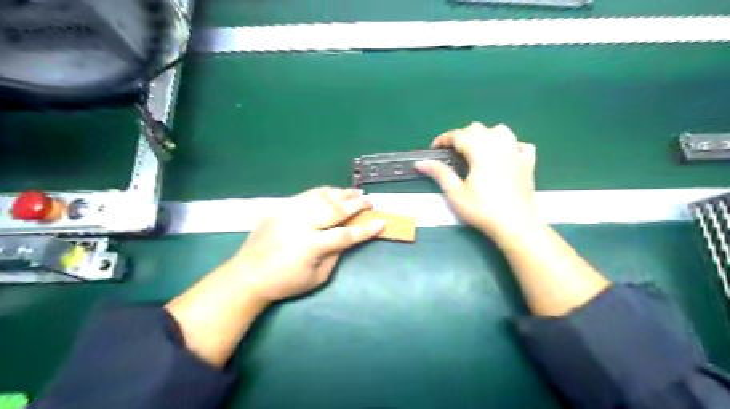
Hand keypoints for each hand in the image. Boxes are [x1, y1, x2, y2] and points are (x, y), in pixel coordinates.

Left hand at [227, 187, 386, 304]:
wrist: (248, 274)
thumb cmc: (285, 282)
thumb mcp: (316, 278)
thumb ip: (334, 257)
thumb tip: (346, 240)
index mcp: (312, 245)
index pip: (346, 234)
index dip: (366, 229)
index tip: (382, 221)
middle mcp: (303, 223)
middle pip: (336, 209)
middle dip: (357, 204)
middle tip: (370, 201)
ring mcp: (290, 212)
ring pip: (322, 197)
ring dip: (341, 193)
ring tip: (355, 192)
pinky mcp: (281, 207)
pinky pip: (307, 194)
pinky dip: (323, 192)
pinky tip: (332, 192)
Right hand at [412, 123, 537, 240]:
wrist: (515, 225)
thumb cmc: (482, 210)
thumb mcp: (455, 193)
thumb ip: (439, 173)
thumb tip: (420, 162)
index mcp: (480, 151)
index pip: (458, 135)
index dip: (444, 139)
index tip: (434, 148)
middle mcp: (498, 145)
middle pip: (478, 129)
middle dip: (463, 135)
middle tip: (453, 152)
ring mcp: (516, 153)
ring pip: (501, 131)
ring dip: (486, 135)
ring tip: (478, 150)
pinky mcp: (528, 163)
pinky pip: (520, 145)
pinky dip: (511, 145)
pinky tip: (505, 155)